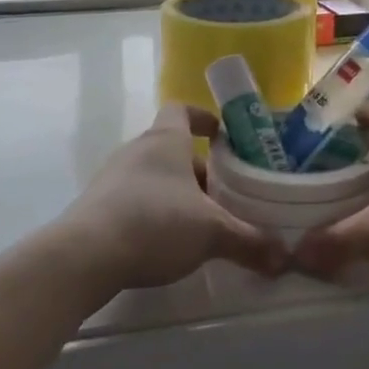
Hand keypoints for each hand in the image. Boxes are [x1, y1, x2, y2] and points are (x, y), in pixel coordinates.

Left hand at [62, 104, 286, 290]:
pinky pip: (132, 199)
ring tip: (198, 223)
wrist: (84, 255)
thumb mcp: (211, 232)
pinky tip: (164, 244)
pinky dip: (151, 213)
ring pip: (152, 175)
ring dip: (175, 193)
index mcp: (165, 140)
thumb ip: (249, 241)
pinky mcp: (96, 206)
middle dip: (199, 170)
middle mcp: (137, 149)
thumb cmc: (154, 222)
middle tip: (223, 196)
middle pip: (171, 148)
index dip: (203, 118)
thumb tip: (284, 257)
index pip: (182, 110)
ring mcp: (112, 177)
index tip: (223, 135)